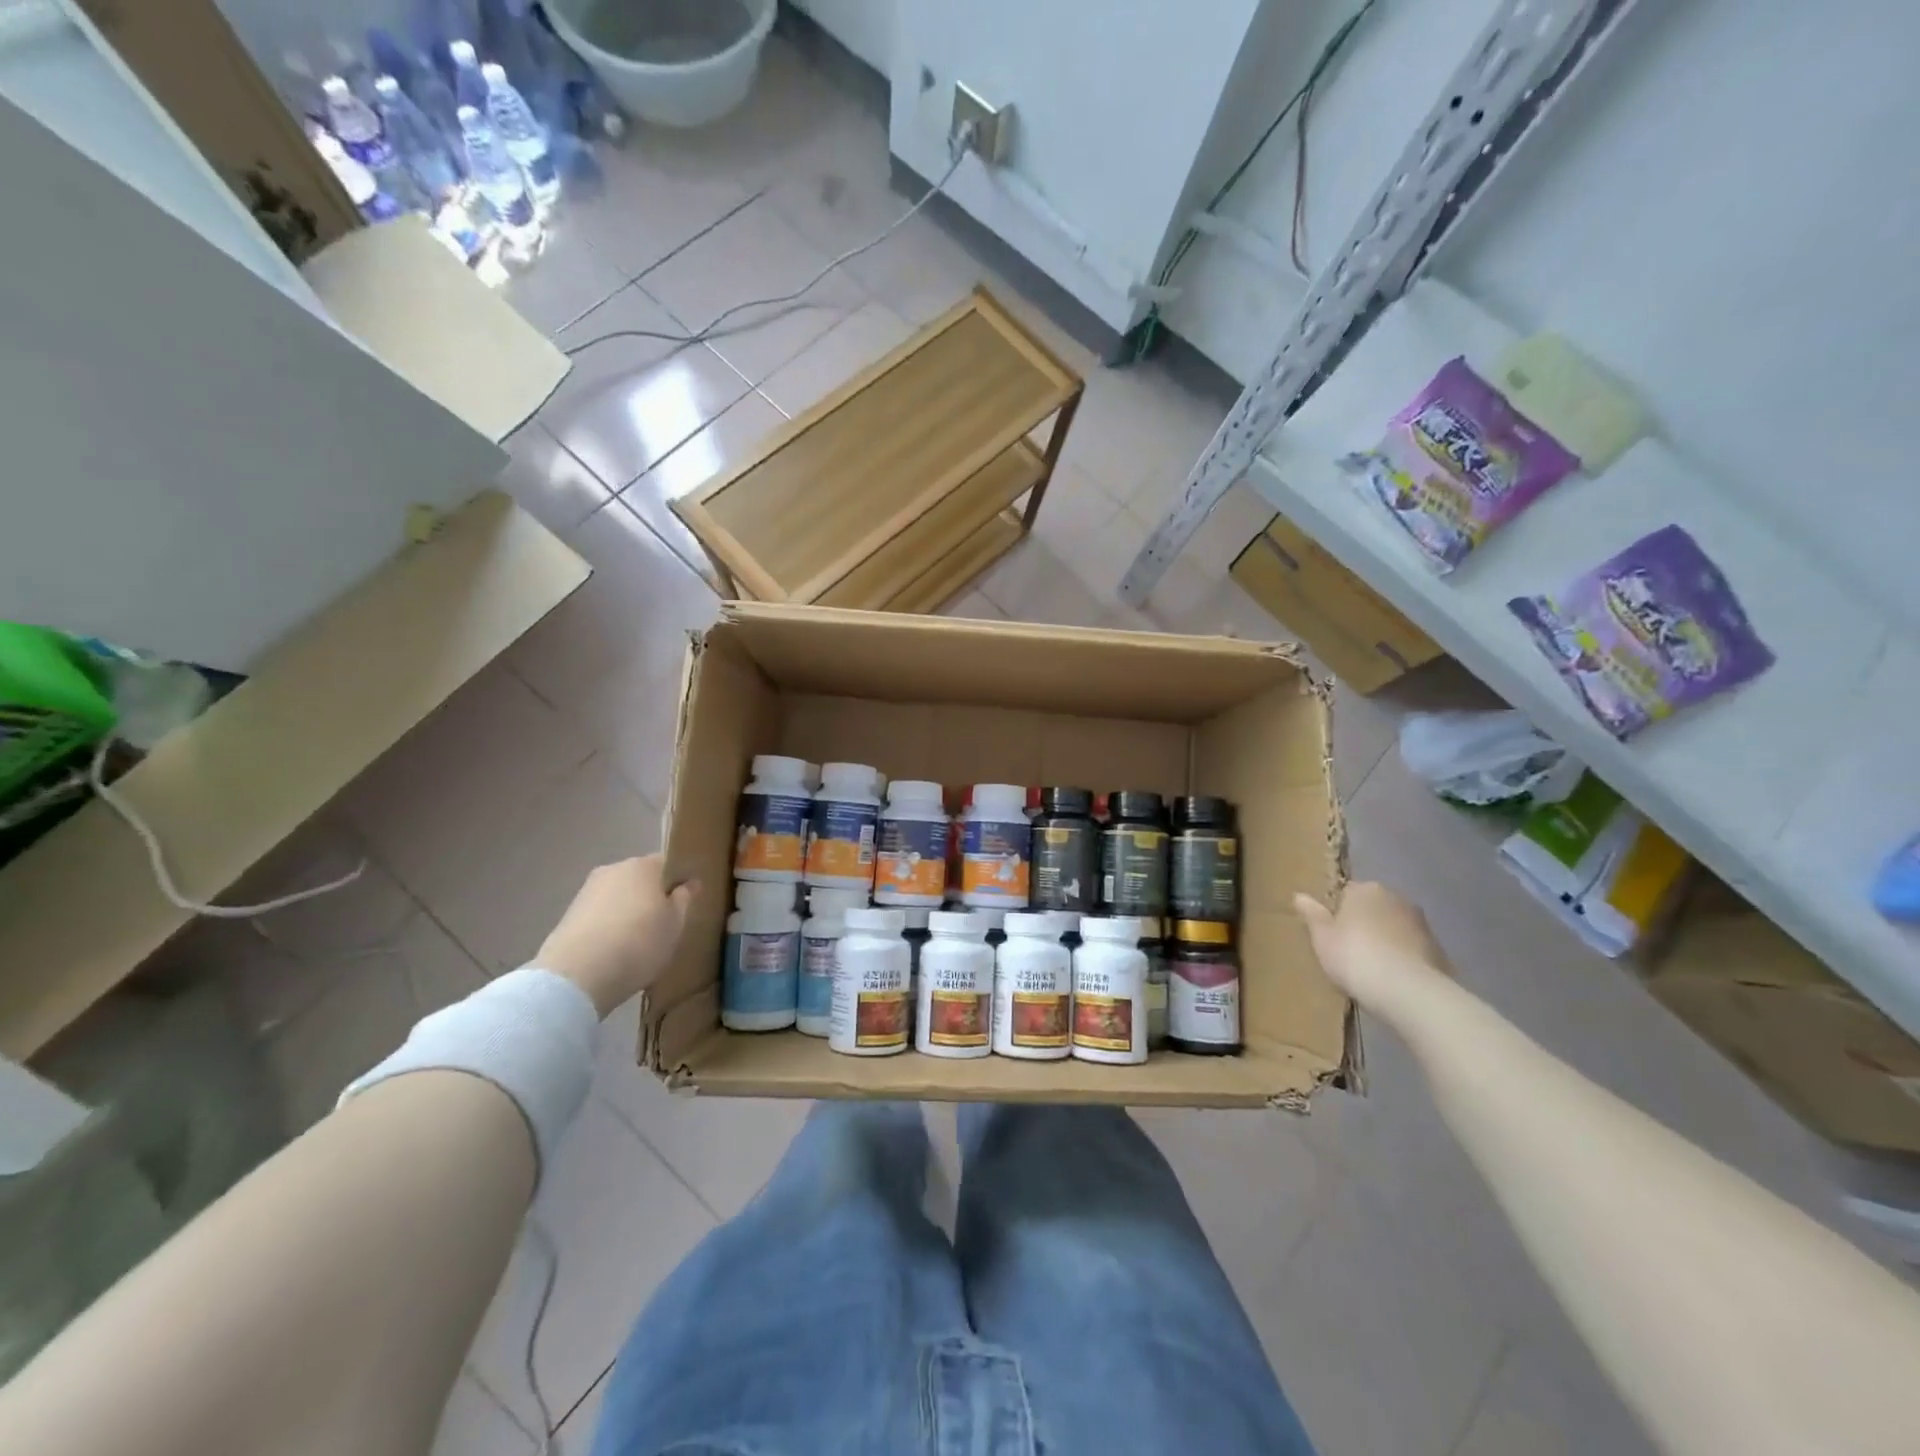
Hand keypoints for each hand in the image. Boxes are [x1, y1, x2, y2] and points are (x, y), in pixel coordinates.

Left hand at [536, 856, 696, 1017]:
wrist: (577, 975)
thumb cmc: (639, 943)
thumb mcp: (675, 924)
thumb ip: (684, 900)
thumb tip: (689, 883)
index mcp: (643, 865)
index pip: (667, 864)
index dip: (677, 882)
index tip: (684, 904)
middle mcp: (614, 869)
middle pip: (640, 879)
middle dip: (651, 897)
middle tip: (663, 925)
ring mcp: (587, 891)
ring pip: (618, 897)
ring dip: (628, 912)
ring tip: (637, 942)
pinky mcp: (568, 915)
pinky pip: (599, 915)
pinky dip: (608, 927)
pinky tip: (613, 950)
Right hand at [1293, 881, 1449, 1010]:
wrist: (1410, 992)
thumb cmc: (1355, 957)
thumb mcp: (1322, 938)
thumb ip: (1312, 914)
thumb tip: (1299, 895)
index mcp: (1365, 889)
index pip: (1345, 893)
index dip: (1336, 913)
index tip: (1331, 935)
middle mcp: (1395, 897)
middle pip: (1371, 908)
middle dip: (1362, 924)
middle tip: (1348, 951)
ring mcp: (1421, 923)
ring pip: (1393, 927)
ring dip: (1384, 940)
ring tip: (1371, 969)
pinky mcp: (1438, 948)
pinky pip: (1410, 948)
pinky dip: (1401, 957)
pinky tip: (1392, 979)